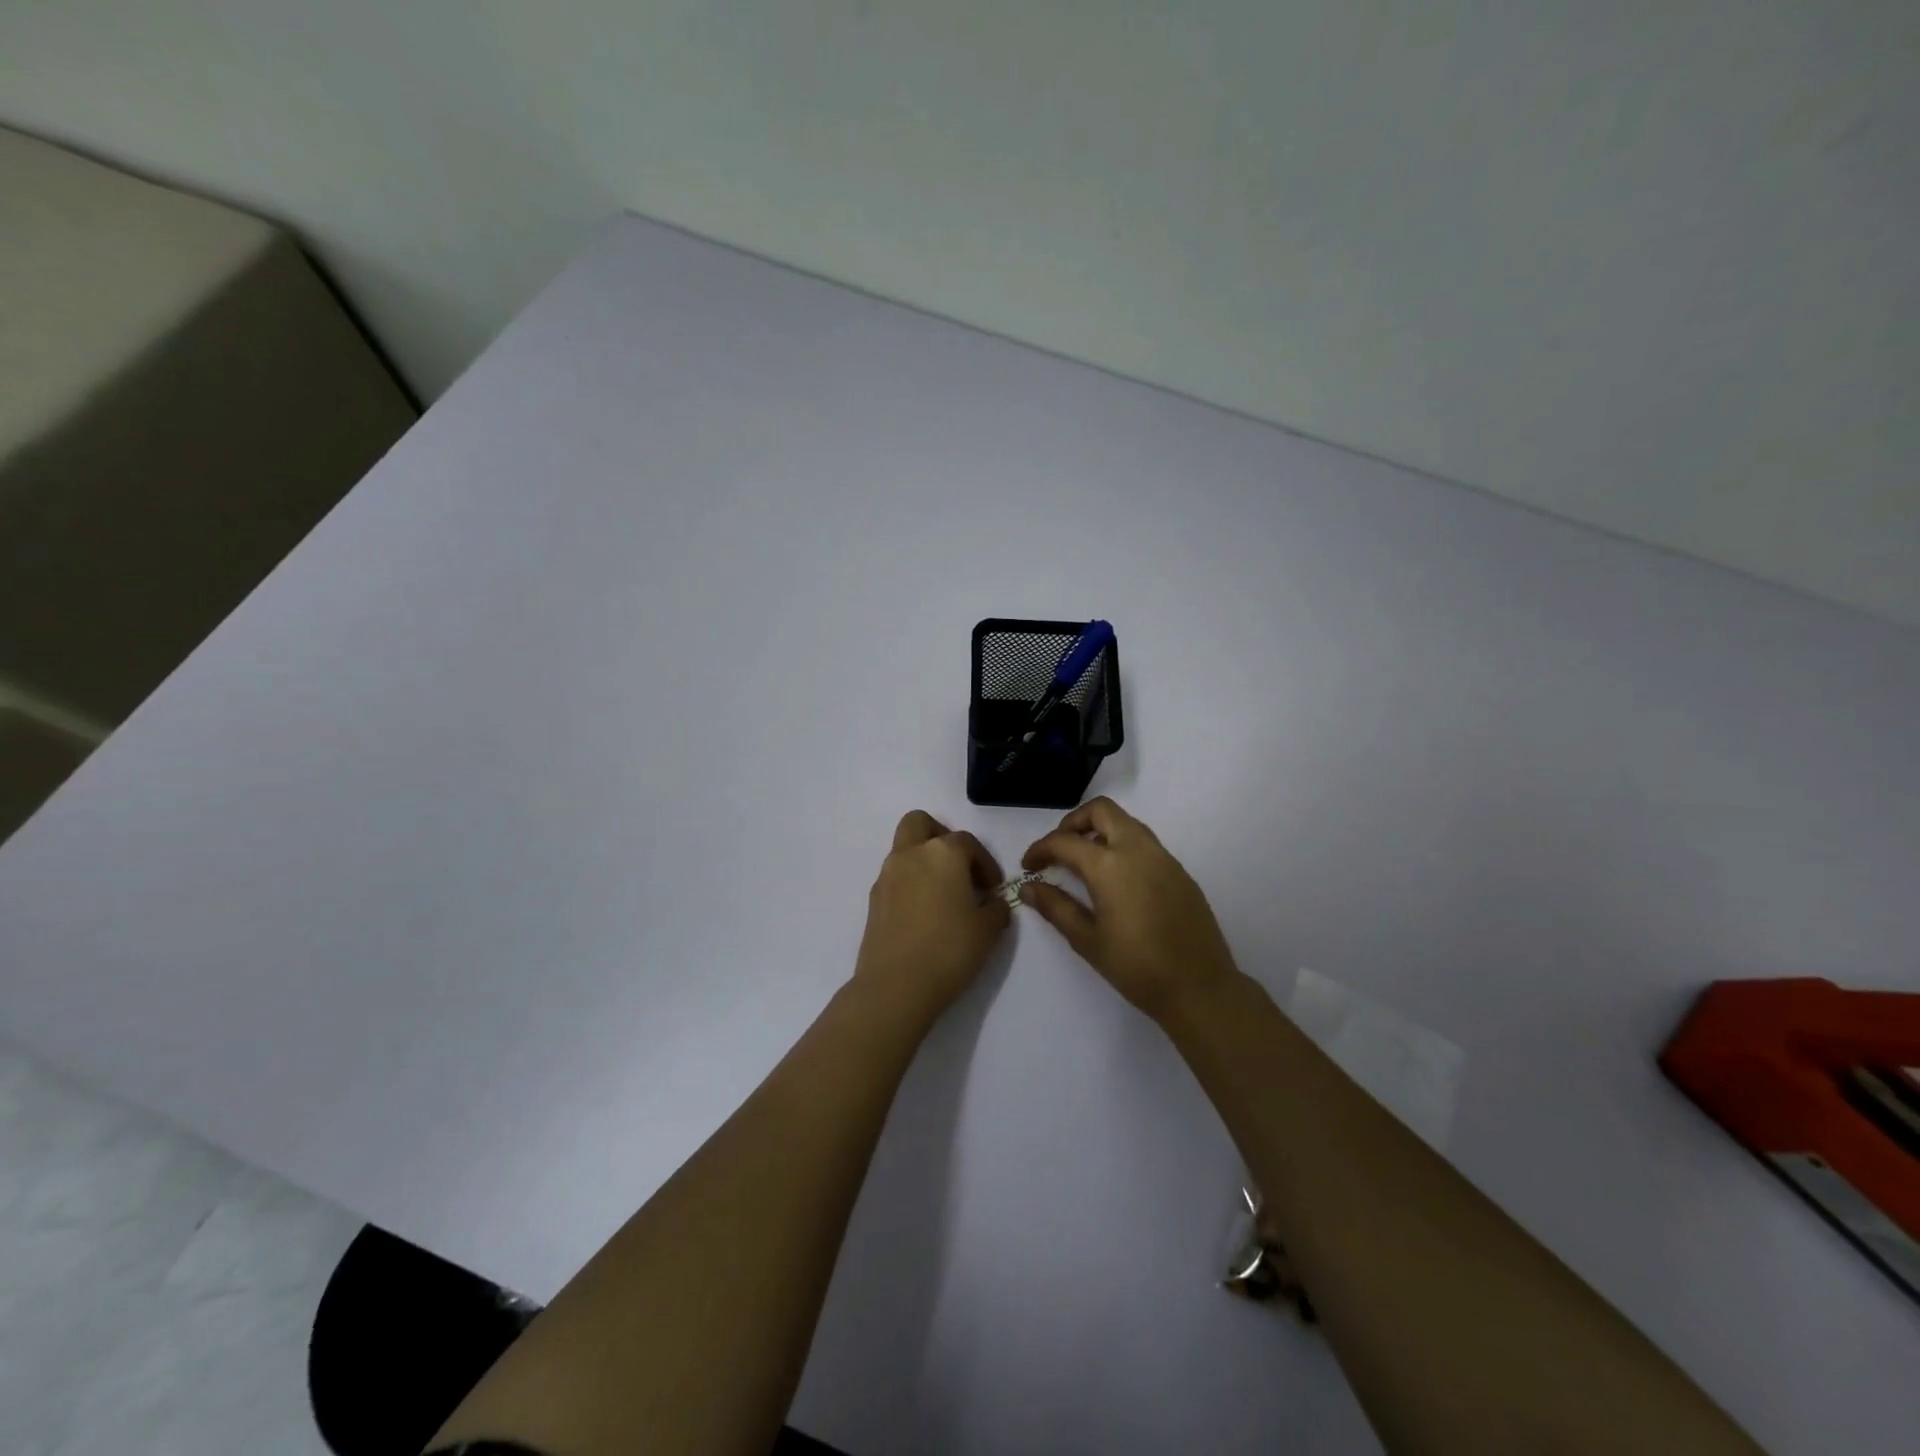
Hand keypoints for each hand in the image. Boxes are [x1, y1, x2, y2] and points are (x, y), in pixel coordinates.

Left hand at [853, 810, 1011, 1024]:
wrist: (896, 986)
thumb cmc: (949, 950)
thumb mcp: (988, 930)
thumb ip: (995, 908)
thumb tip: (991, 902)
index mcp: (942, 853)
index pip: (968, 842)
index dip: (985, 862)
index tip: (993, 888)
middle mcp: (911, 854)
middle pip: (921, 823)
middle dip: (941, 836)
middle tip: (958, 866)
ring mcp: (887, 875)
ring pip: (904, 848)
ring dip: (923, 860)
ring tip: (943, 893)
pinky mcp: (873, 899)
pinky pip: (895, 877)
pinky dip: (910, 883)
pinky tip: (923, 913)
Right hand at [1021, 797, 1239, 1019]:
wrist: (1199, 987)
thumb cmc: (1136, 967)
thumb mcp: (1087, 940)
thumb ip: (1055, 907)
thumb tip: (1028, 887)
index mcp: (1109, 865)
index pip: (1064, 842)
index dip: (1040, 849)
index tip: (1029, 866)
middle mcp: (1137, 849)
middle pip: (1101, 811)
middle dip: (1073, 823)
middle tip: (1059, 850)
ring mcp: (1163, 857)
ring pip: (1126, 822)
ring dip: (1100, 831)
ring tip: (1085, 863)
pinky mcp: (1180, 871)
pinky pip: (1145, 842)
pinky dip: (1123, 846)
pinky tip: (1117, 880)